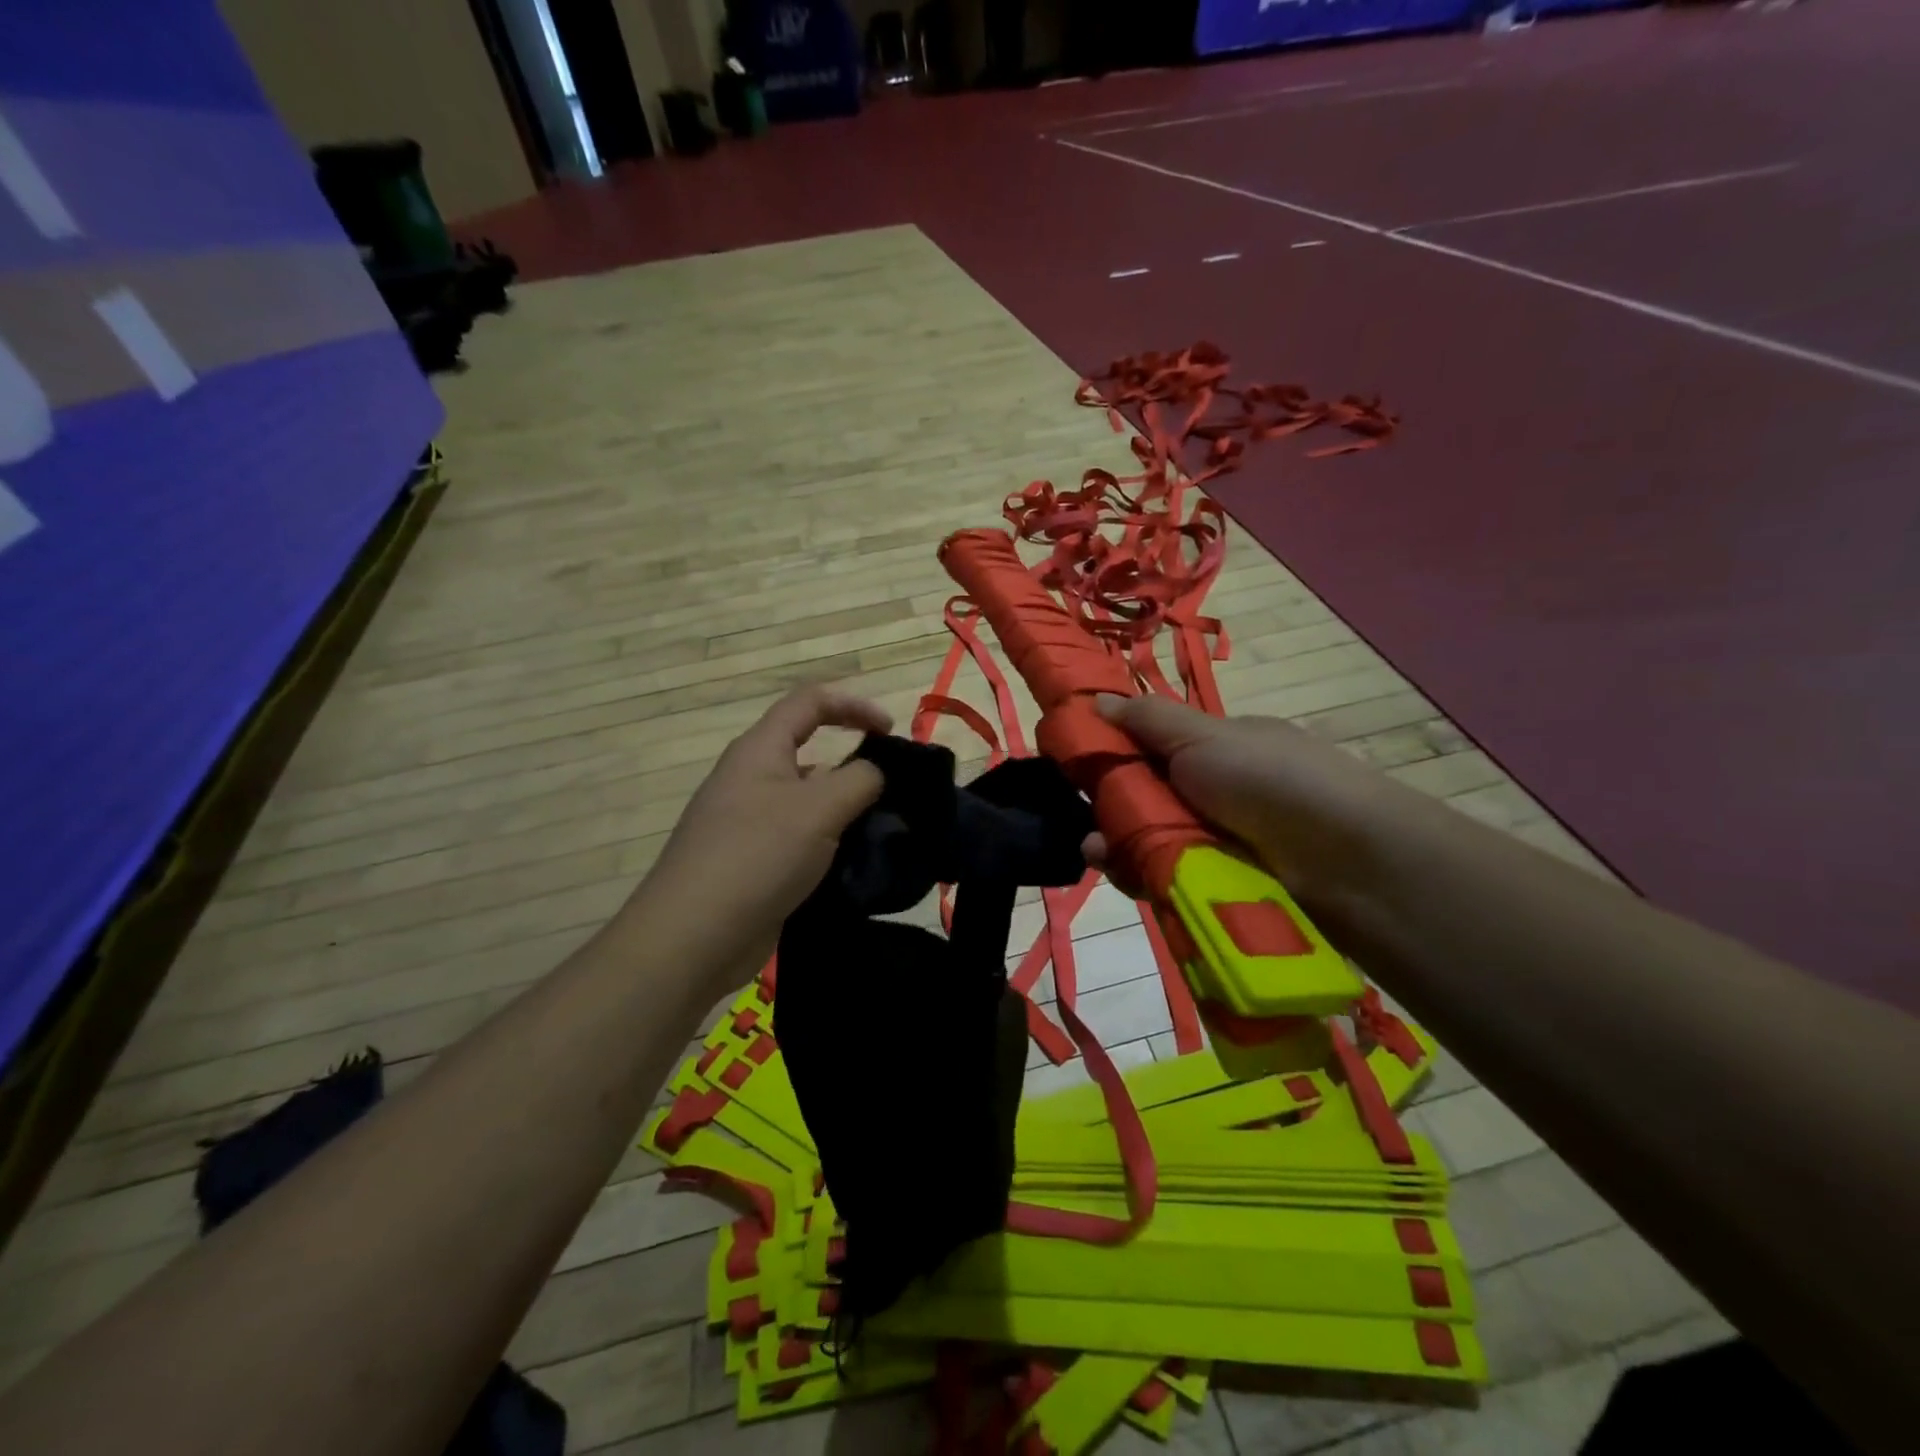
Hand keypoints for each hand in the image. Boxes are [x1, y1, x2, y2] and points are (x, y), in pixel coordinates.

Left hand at [630, 686, 891, 988]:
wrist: (693, 937)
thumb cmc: (758, 855)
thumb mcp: (820, 807)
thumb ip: (860, 779)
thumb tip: (874, 774)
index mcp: (760, 750)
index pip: (809, 702)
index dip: (853, 705)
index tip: (891, 732)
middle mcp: (750, 778)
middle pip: (810, 753)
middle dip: (853, 766)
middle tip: (890, 794)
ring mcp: (747, 823)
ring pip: (807, 801)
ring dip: (843, 811)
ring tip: (879, 835)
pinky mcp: (751, 862)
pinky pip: (798, 839)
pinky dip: (827, 845)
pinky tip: (850, 867)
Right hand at [1083, 694, 1403, 909]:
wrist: (1345, 860)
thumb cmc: (1269, 778)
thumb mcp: (1204, 736)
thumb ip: (1147, 720)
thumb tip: (1093, 699)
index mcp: (1217, 748)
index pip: (1151, 748)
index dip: (1112, 753)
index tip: (1074, 765)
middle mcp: (1216, 792)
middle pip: (1145, 798)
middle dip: (1110, 807)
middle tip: (1084, 818)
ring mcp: (1219, 841)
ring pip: (1150, 841)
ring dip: (1117, 844)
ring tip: (1097, 852)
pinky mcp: (1218, 886)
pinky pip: (1165, 877)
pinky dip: (1140, 875)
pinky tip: (1121, 872)